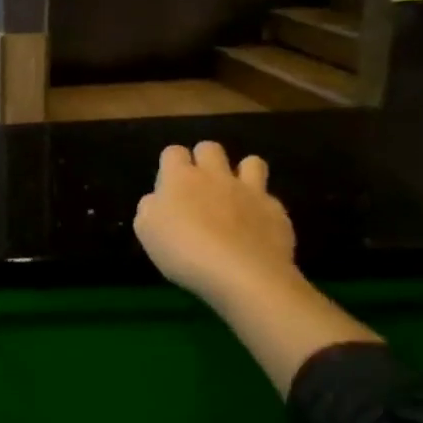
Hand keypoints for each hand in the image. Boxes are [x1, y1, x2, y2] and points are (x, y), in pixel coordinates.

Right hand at [134, 142, 297, 309]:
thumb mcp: (146, 230)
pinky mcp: (276, 211)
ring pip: (251, 162)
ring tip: (235, 196)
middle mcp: (215, 176)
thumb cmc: (183, 251)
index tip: (169, 186)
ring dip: (242, 173)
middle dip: (203, 159)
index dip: (170, 164)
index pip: (173, 152)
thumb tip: (159, 200)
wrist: (242, 274)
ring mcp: (250, 191)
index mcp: (180, 178)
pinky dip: (261, 208)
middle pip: (210, 148)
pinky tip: (256, 228)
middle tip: (199, 186)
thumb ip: (151, 207)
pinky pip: (270, 198)